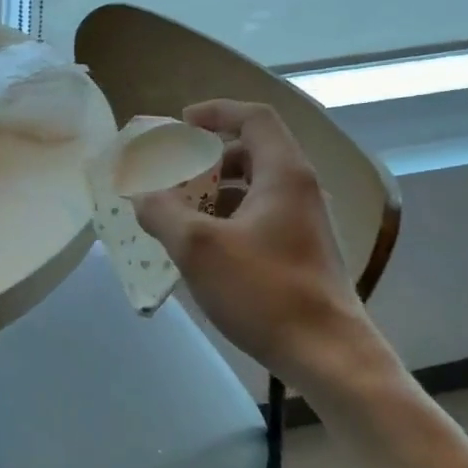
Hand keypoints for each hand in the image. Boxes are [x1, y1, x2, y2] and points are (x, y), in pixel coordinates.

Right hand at [132, 101, 386, 390]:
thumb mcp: (199, 248)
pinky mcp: (300, 254)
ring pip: (254, 189)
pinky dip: (227, 218)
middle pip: (254, 152)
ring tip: (178, 210)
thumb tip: (140, 194)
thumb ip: (162, 212)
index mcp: (284, 175)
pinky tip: (201, 247)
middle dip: (208, 157)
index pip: (255, 119)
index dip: (217, 112)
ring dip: (215, 191)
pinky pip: (258, 218)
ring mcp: (304, 225)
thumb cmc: (264, 291)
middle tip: (174, 171)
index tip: (181, 122)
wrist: (327, 355)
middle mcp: (300, 191)